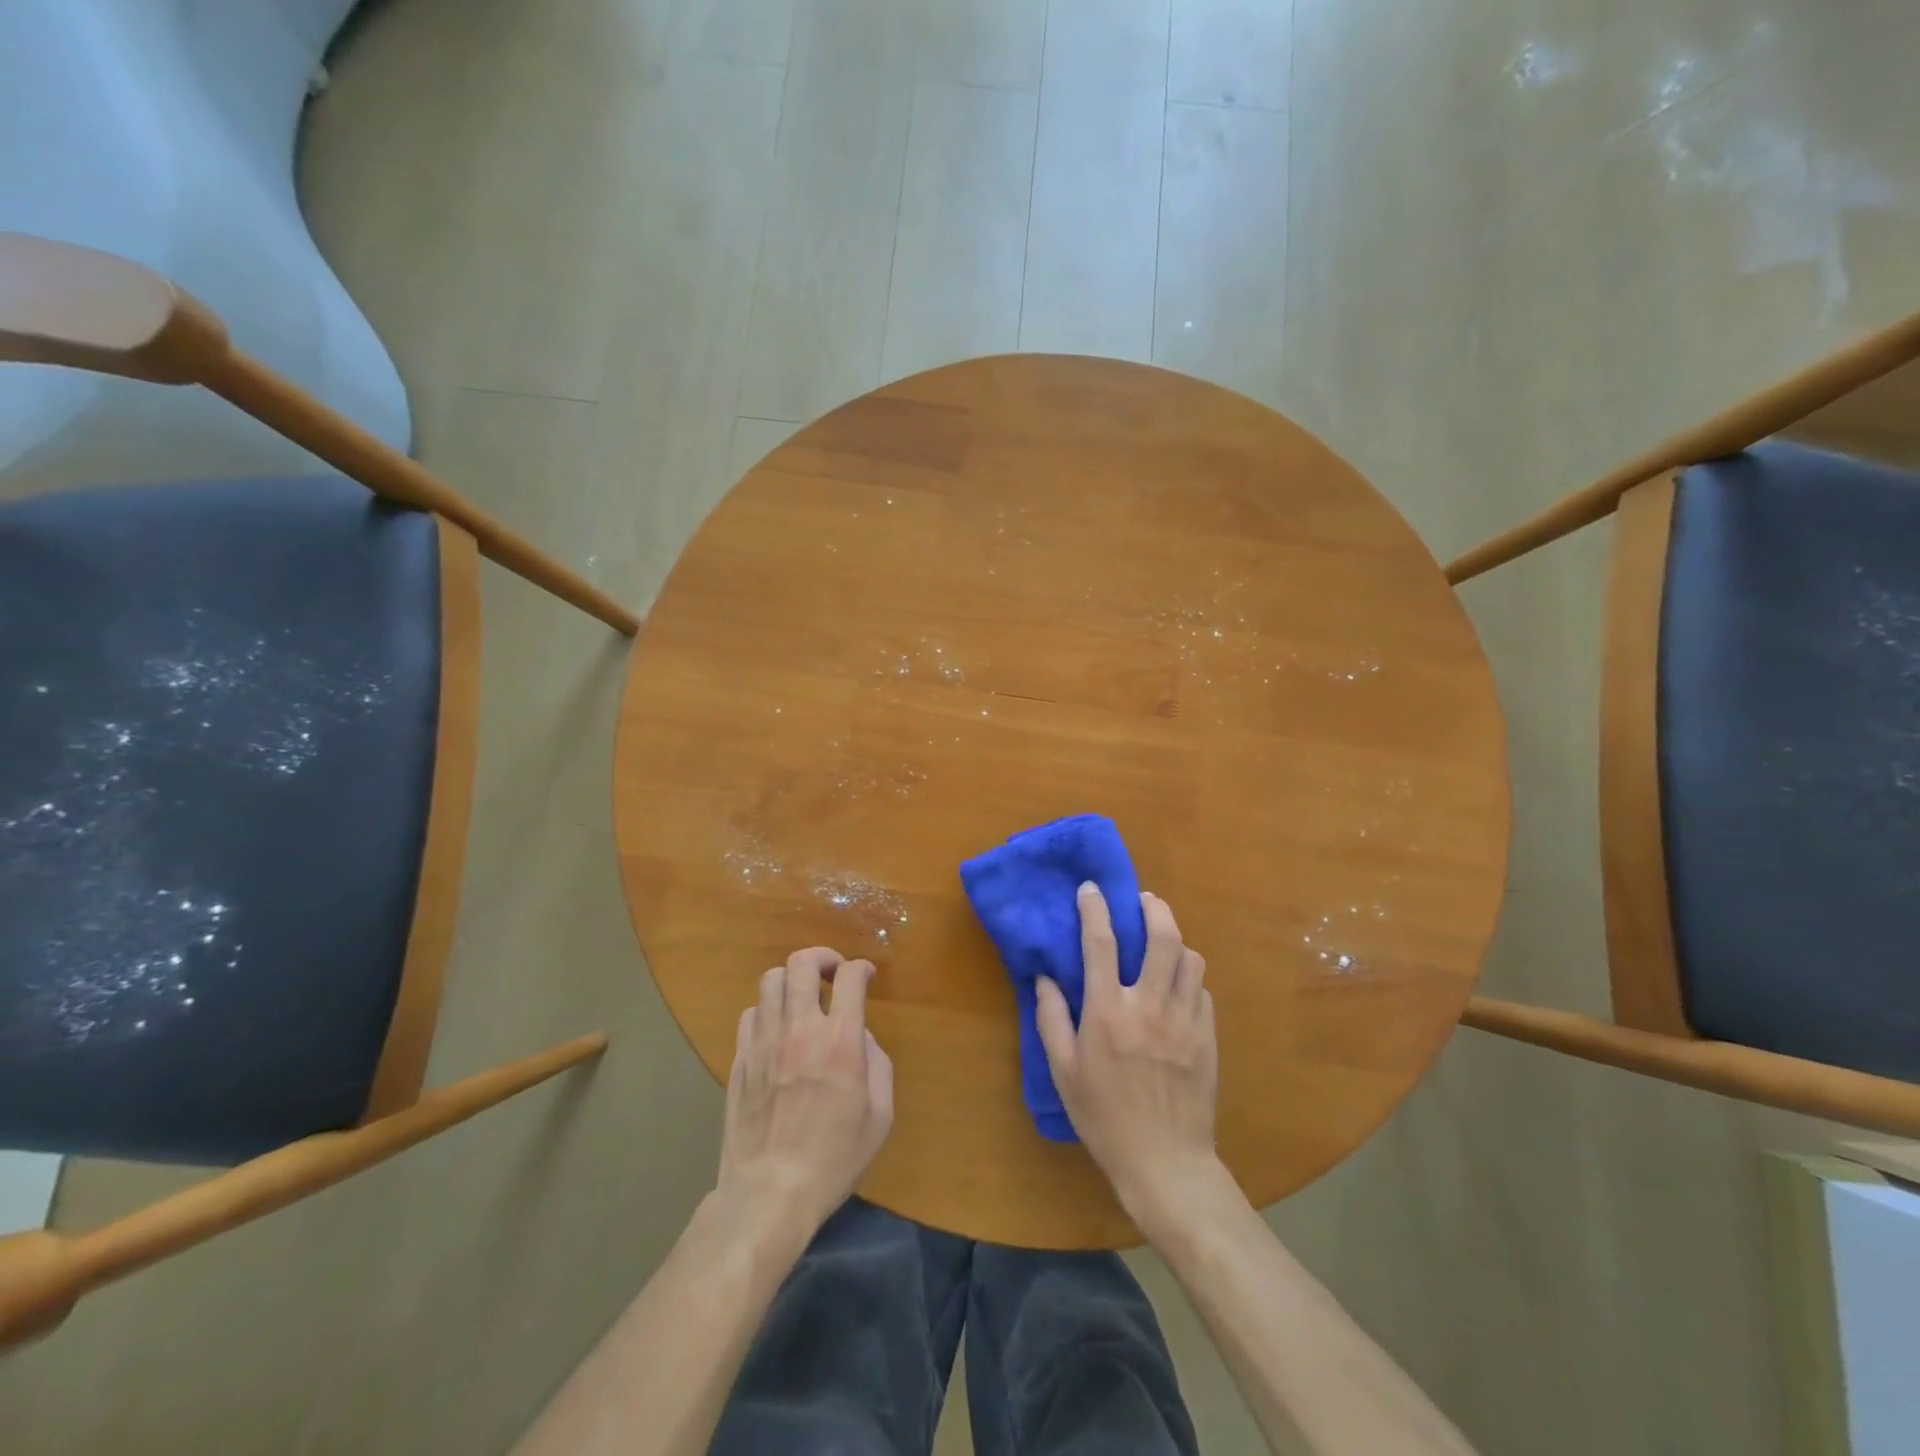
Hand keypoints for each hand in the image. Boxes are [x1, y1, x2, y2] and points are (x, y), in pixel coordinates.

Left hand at [716, 947, 893, 1237]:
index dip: (861, 968)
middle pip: (802, 963)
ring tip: (803, 998)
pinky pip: (751, 1012)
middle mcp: (801, 1029)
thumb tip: (860, 1037)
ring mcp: (765, 1041)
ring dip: (792, 980)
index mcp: (840, 1041)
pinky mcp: (740, 1058)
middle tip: (833, 974)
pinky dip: (768, 1010)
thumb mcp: (879, 1116)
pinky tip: (778, 1029)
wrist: (771, 1192)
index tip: (866, 977)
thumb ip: (877, 1063)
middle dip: (822, 957)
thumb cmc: (834, 1159)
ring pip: (771, 980)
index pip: (849, 976)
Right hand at [1035, 884, 1219, 1225]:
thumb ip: (1051, 1019)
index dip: (1095, 909)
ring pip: (1190, 959)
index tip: (1091, 888)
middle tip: (1143, 901)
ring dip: (1176, 941)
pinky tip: (1177, 987)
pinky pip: (1202, 990)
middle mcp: (1150, 1006)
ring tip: (1162, 942)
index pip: (1101, 943)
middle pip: (1162, 937)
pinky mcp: (1207, 1037)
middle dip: (1153, 908)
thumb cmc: (1104, 1116)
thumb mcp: (1063, 1071)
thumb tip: (1044, 977)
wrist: (1165, 1162)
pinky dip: (1189, 977)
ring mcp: (1185, 1020)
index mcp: (1108, 1012)